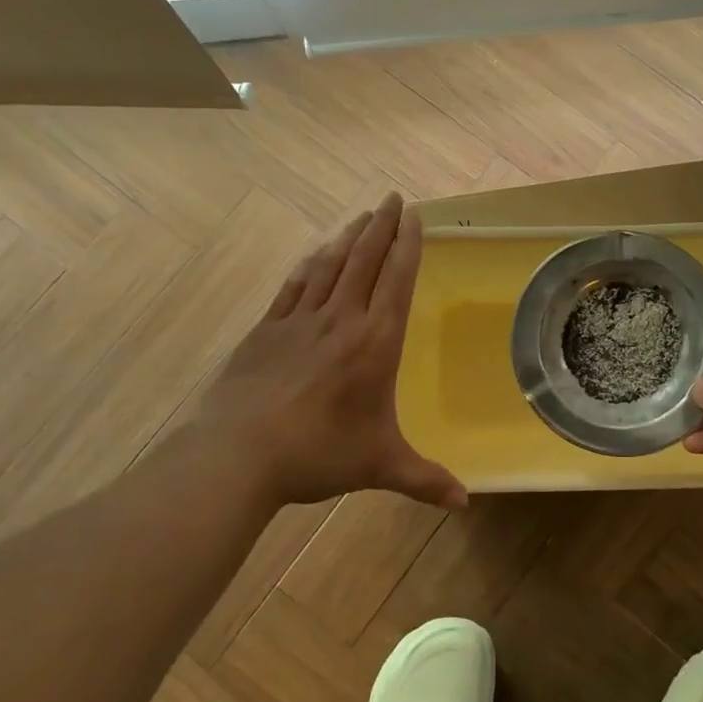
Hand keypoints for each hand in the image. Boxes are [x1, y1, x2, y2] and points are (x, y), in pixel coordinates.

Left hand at [189, 193, 465, 511]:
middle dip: (382, 226)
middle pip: (365, 260)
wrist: (237, 454)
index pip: (397, 280)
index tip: (414, 216)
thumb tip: (465, 503)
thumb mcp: (378, 465)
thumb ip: (425, 480)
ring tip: (362, 216)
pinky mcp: (268, 329)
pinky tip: (316, 254)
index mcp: (374, 342)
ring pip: (331, 265)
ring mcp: (300, 320)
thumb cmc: (317, 454)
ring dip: (349, 237)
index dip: (407, 245)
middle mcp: (341, 319)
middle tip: (392, 198)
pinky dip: (311, 264)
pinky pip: (295, 285)